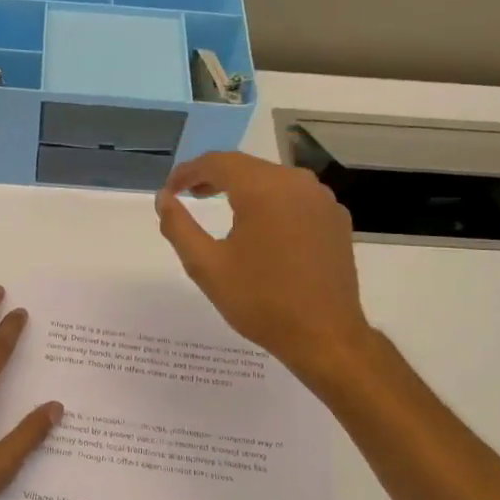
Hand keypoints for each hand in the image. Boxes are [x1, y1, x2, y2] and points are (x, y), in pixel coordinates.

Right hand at [156, 152, 373, 383]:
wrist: (325, 336)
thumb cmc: (260, 301)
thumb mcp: (206, 266)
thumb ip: (179, 226)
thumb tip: (164, 198)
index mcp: (264, 189)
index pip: (217, 162)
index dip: (188, 172)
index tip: (169, 191)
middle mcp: (297, 183)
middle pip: (247, 167)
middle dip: (214, 177)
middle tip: (189, 196)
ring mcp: (322, 200)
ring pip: (273, 180)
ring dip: (244, 188)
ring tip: (221, 207)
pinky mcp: (336, 219)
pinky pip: (296, 198)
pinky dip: (271, 203)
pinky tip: (261, 228)